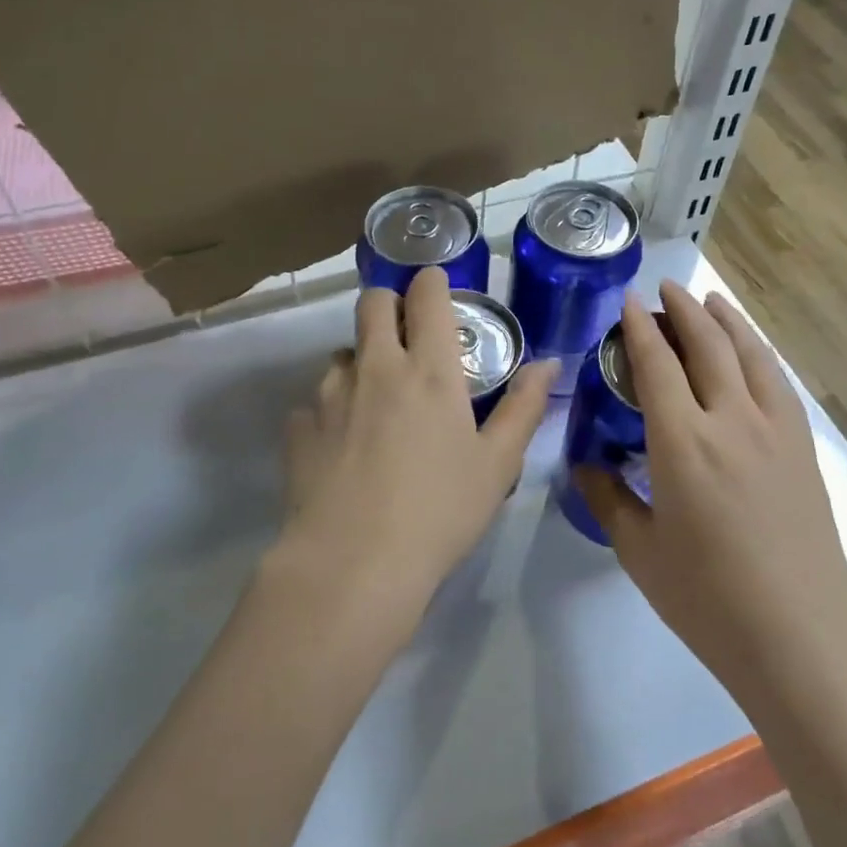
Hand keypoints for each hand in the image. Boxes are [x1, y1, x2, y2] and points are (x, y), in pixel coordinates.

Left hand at [278, 266, 556, 622]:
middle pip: (373, 303)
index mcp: (430, 371)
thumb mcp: (497, 464)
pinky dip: (332, 409)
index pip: (427, 296)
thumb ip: (524, 407)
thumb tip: (548, 363)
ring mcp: (330, 394)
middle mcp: (376, 368)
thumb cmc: (439, 512)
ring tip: (376, 402)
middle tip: (407, 336)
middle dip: (390, 305)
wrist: (352, 564)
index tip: (438, 287)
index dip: (433, 281)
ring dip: (361, 360)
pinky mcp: (298, 426)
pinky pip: (315, 400)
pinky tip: (343, 445)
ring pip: (342, 351)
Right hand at [573, 282, 846, 704]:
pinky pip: (779, 383)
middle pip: (707, 345)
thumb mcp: (639, 551)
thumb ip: (608, 498)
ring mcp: (775, 431)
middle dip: (684, 309)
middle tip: (666, 288)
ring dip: (728, 320)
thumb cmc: (708, 600)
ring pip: (750, 355)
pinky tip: (753, 352)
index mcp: (682, 443)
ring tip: (712, 299)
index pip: (656, 364)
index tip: (629, 300)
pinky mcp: (803, 449)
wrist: (801, 639)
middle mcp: (730, 421)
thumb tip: (586, 464)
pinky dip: (760, 353)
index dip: (640, 327)